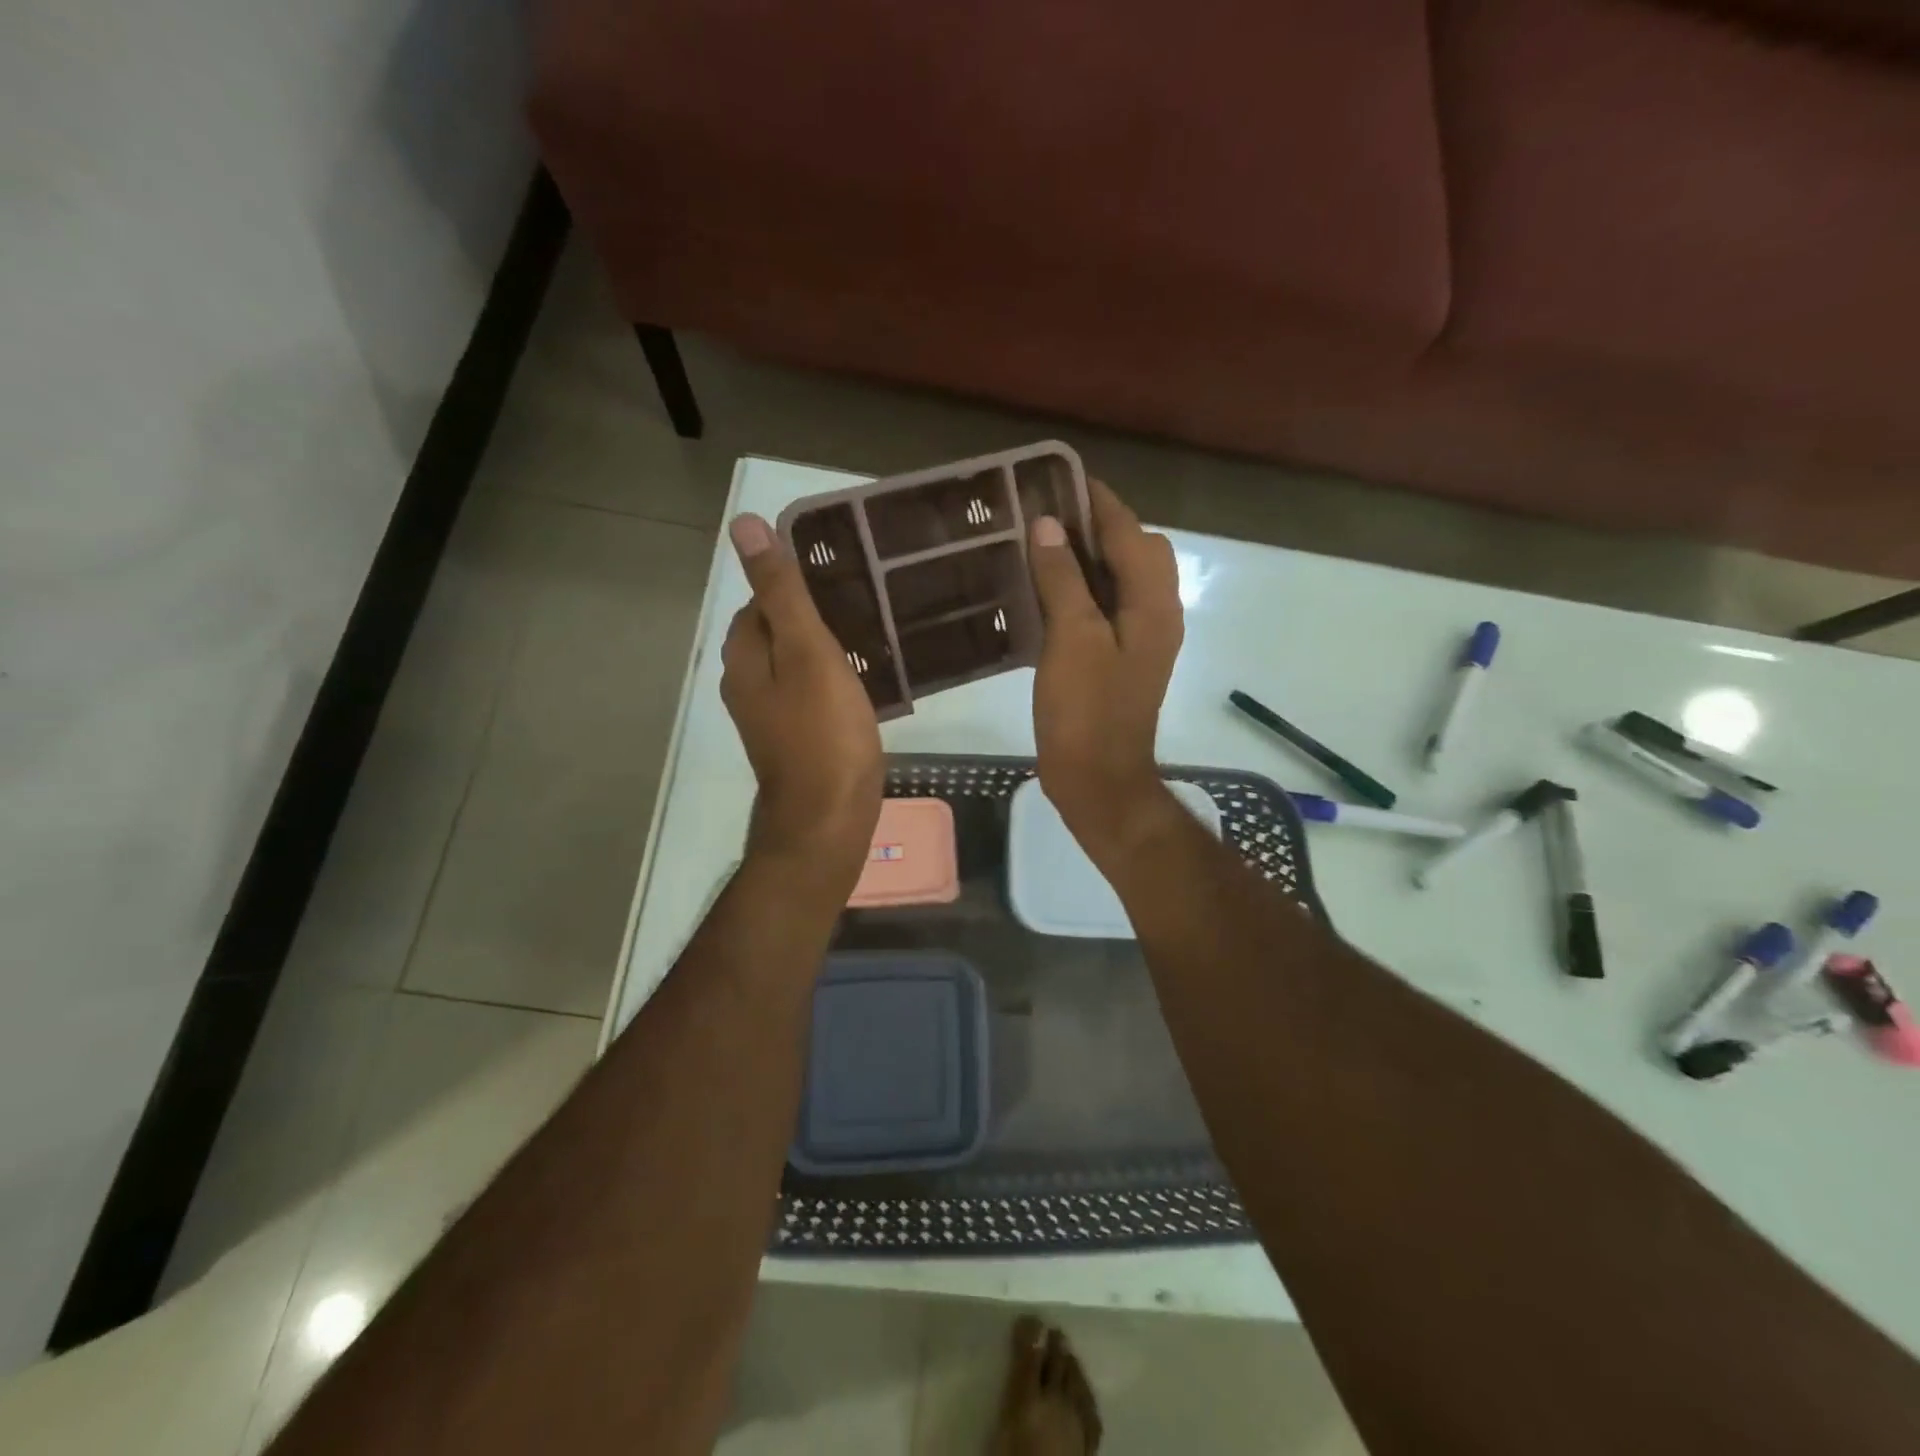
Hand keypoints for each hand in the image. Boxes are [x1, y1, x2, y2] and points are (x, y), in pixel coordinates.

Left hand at [721, 514, 883, 886]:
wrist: (828, 819)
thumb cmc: (823, 733)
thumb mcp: (806, 652)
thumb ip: (781, 592)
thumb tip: (743, 525)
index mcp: (744, 657)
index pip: (759, 600)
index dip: (794, 583)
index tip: (841, 575)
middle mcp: (747, 684)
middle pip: (776, 631)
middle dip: (812, 614)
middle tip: (865, 602)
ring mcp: (771, 716)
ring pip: (794, 664)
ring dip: (824, 647)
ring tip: (871, 634)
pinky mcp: (796, 739)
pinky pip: (810, 693)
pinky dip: (832, 679)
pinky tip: (865, 680)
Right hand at [1027, 480, 1184, 860]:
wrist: (1098, 781)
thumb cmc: (1086, 711)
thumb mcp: (1071, 639)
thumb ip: (1064, 578)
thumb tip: (1050, 525)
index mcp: (1152, 604)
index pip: (1130, 532)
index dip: (1098, 501)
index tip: (1060, 477)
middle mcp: (1156, 614)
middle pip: (1136, 550)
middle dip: (1099, 525)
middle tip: (1048, 516)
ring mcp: (1141, 640)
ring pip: (1122, 580)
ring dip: (1090, 557)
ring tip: (1044, 544)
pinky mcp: (1121, 660)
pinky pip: (1107, 608)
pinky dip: (1084, 590)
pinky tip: (1048, 593)